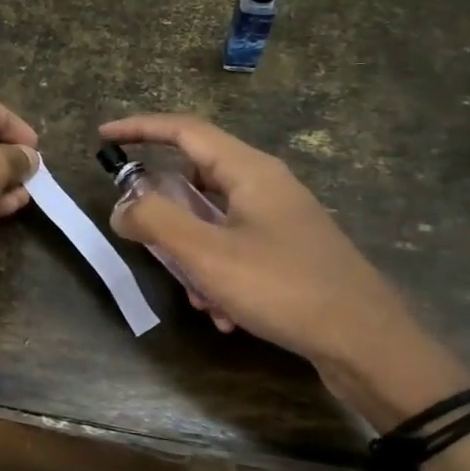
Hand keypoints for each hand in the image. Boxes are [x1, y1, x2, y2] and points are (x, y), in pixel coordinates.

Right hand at [100, 115, 469, 430]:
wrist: (366, 342)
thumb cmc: (282, 287)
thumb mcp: (206, 253)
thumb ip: (155, 221)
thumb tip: (122, 206)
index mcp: (249, 171)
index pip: (184, 130)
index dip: (140, 129)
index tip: (103, 137)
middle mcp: (266, 186)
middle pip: (195, 180)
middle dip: (165, 217)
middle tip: (145, 243)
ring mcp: (280, 219)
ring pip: (212, 223)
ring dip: (192, 257)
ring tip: (198, 297)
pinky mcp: (288, 251)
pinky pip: (234, 250)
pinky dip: (217, 276)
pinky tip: (224, 314)